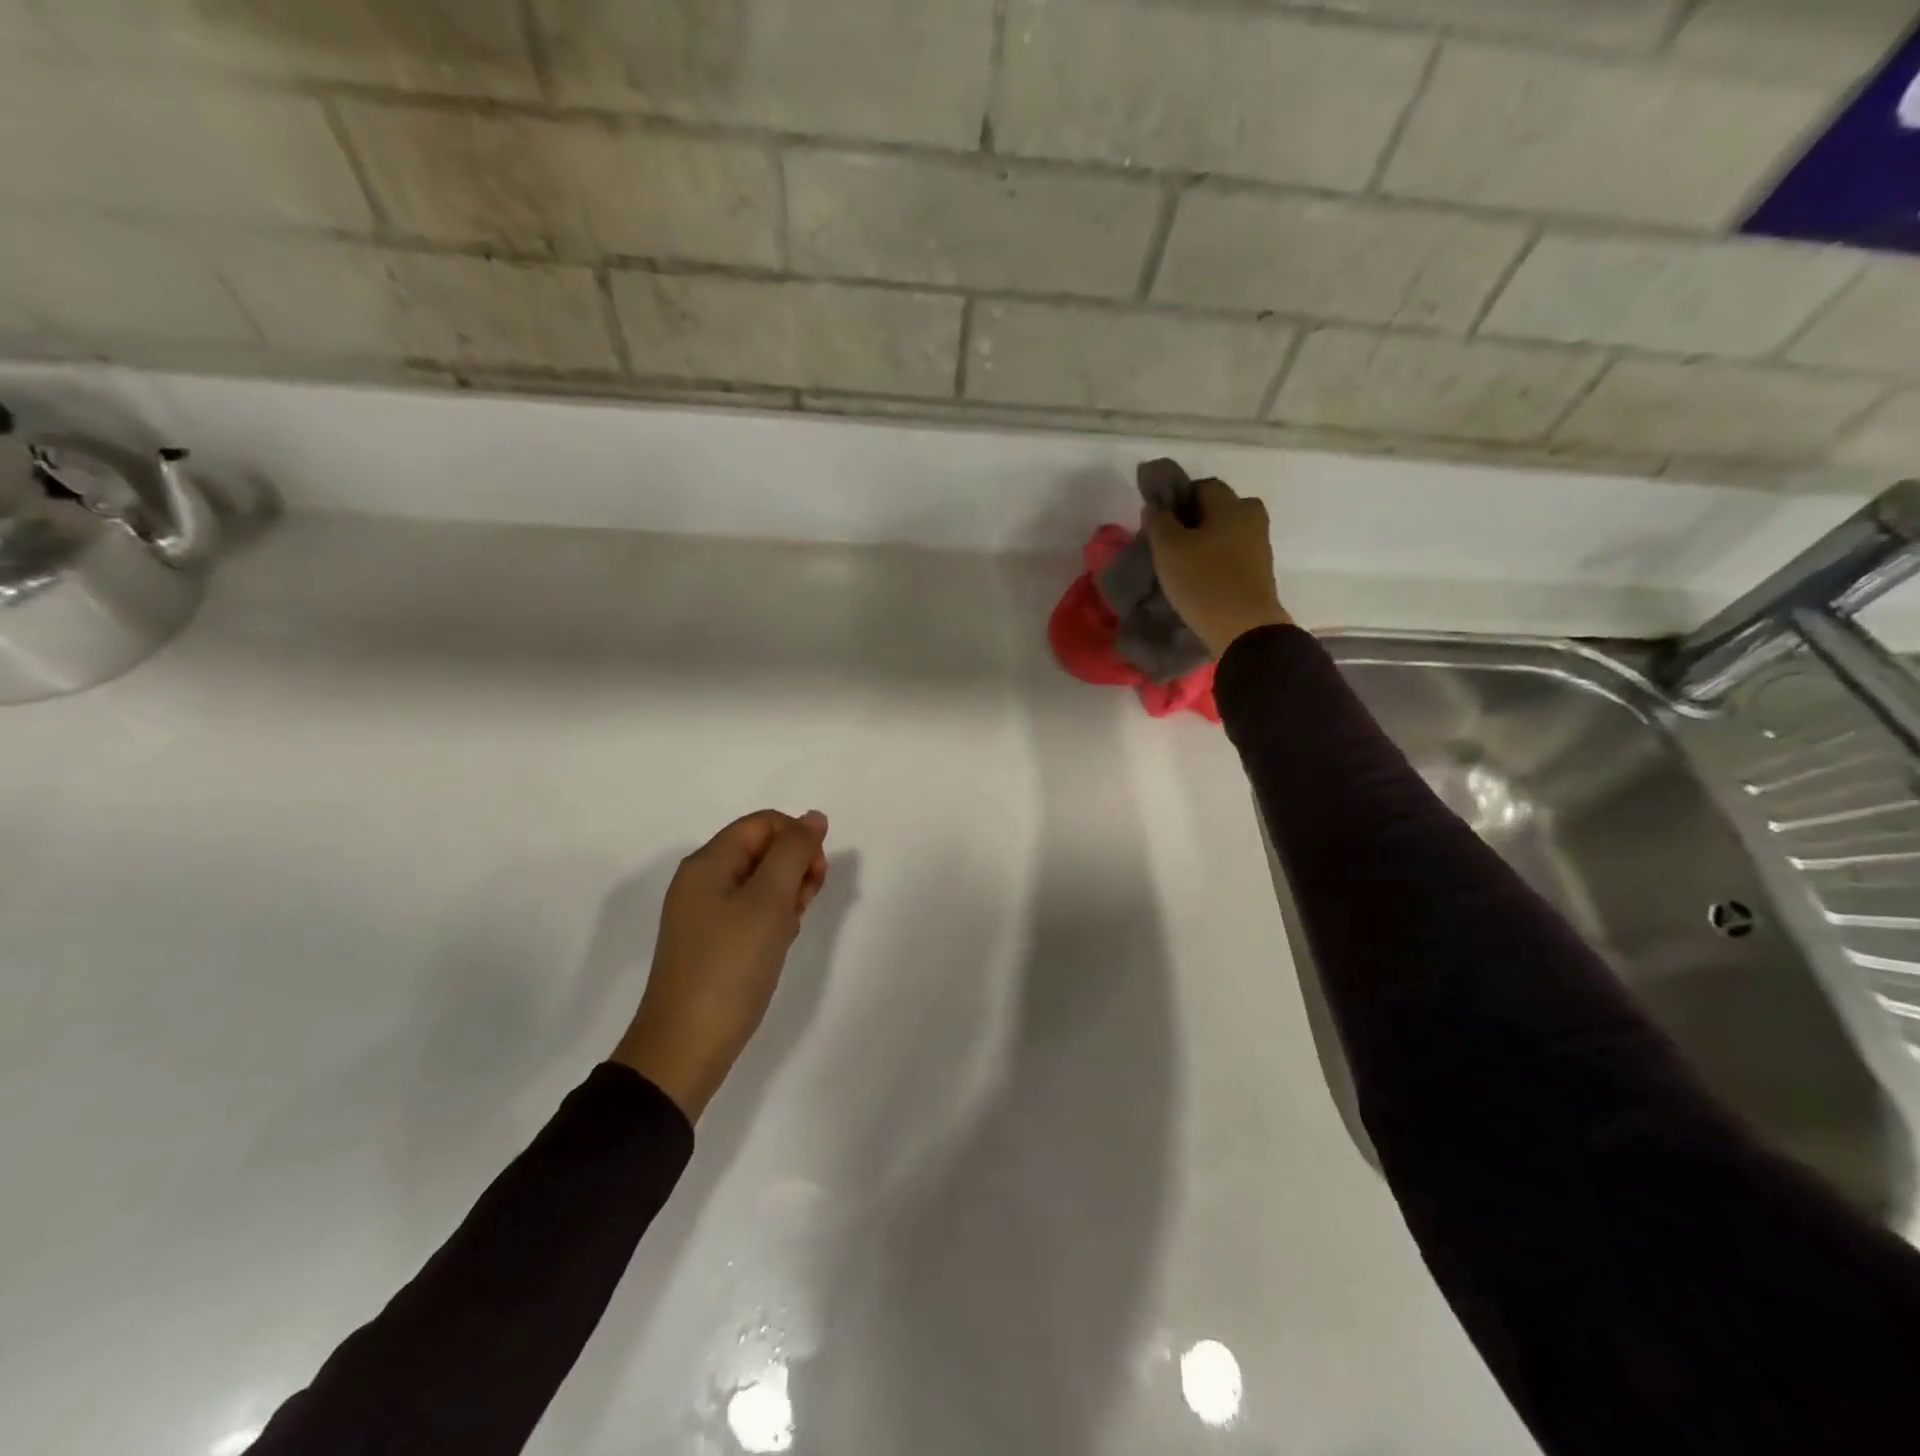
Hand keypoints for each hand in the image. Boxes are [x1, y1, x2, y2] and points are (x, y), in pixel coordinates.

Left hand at [612, 810, 829, 1121]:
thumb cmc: (731, 967)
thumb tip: (813, 817)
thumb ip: (795, 851)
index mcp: (708, 862)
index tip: (814, 878)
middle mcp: (701, 880)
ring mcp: (703, 913)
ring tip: (789, 930)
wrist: (686, 1047)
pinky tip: (778, 946)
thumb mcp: (769, 901)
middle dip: (794, 869)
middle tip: (803, 905)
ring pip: (760, 882)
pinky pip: (750, 911)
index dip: (798, 840)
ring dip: (786, 896)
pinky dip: (772, 920)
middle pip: (762, 850)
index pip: (765, 823)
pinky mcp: (710, 942)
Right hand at [1144, 477, 1292, 657]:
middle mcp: (1251, 518)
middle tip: (1169, 542)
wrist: (1244, 629)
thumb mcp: (1168, 549)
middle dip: (1193, 520)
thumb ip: (1158, 522)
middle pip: (1218, 509)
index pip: (1202, 486)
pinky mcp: (1259, 573)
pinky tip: (1198, 578)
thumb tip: (1155, 508)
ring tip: (1180, 564)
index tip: (1159, 520)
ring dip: (1205, 542)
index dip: (1177, 498)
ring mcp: (1259, 547)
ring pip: (1226, 533)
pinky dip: (1216, 561)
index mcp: (1232, 504)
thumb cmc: (1204, 581)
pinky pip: (1232, 556)